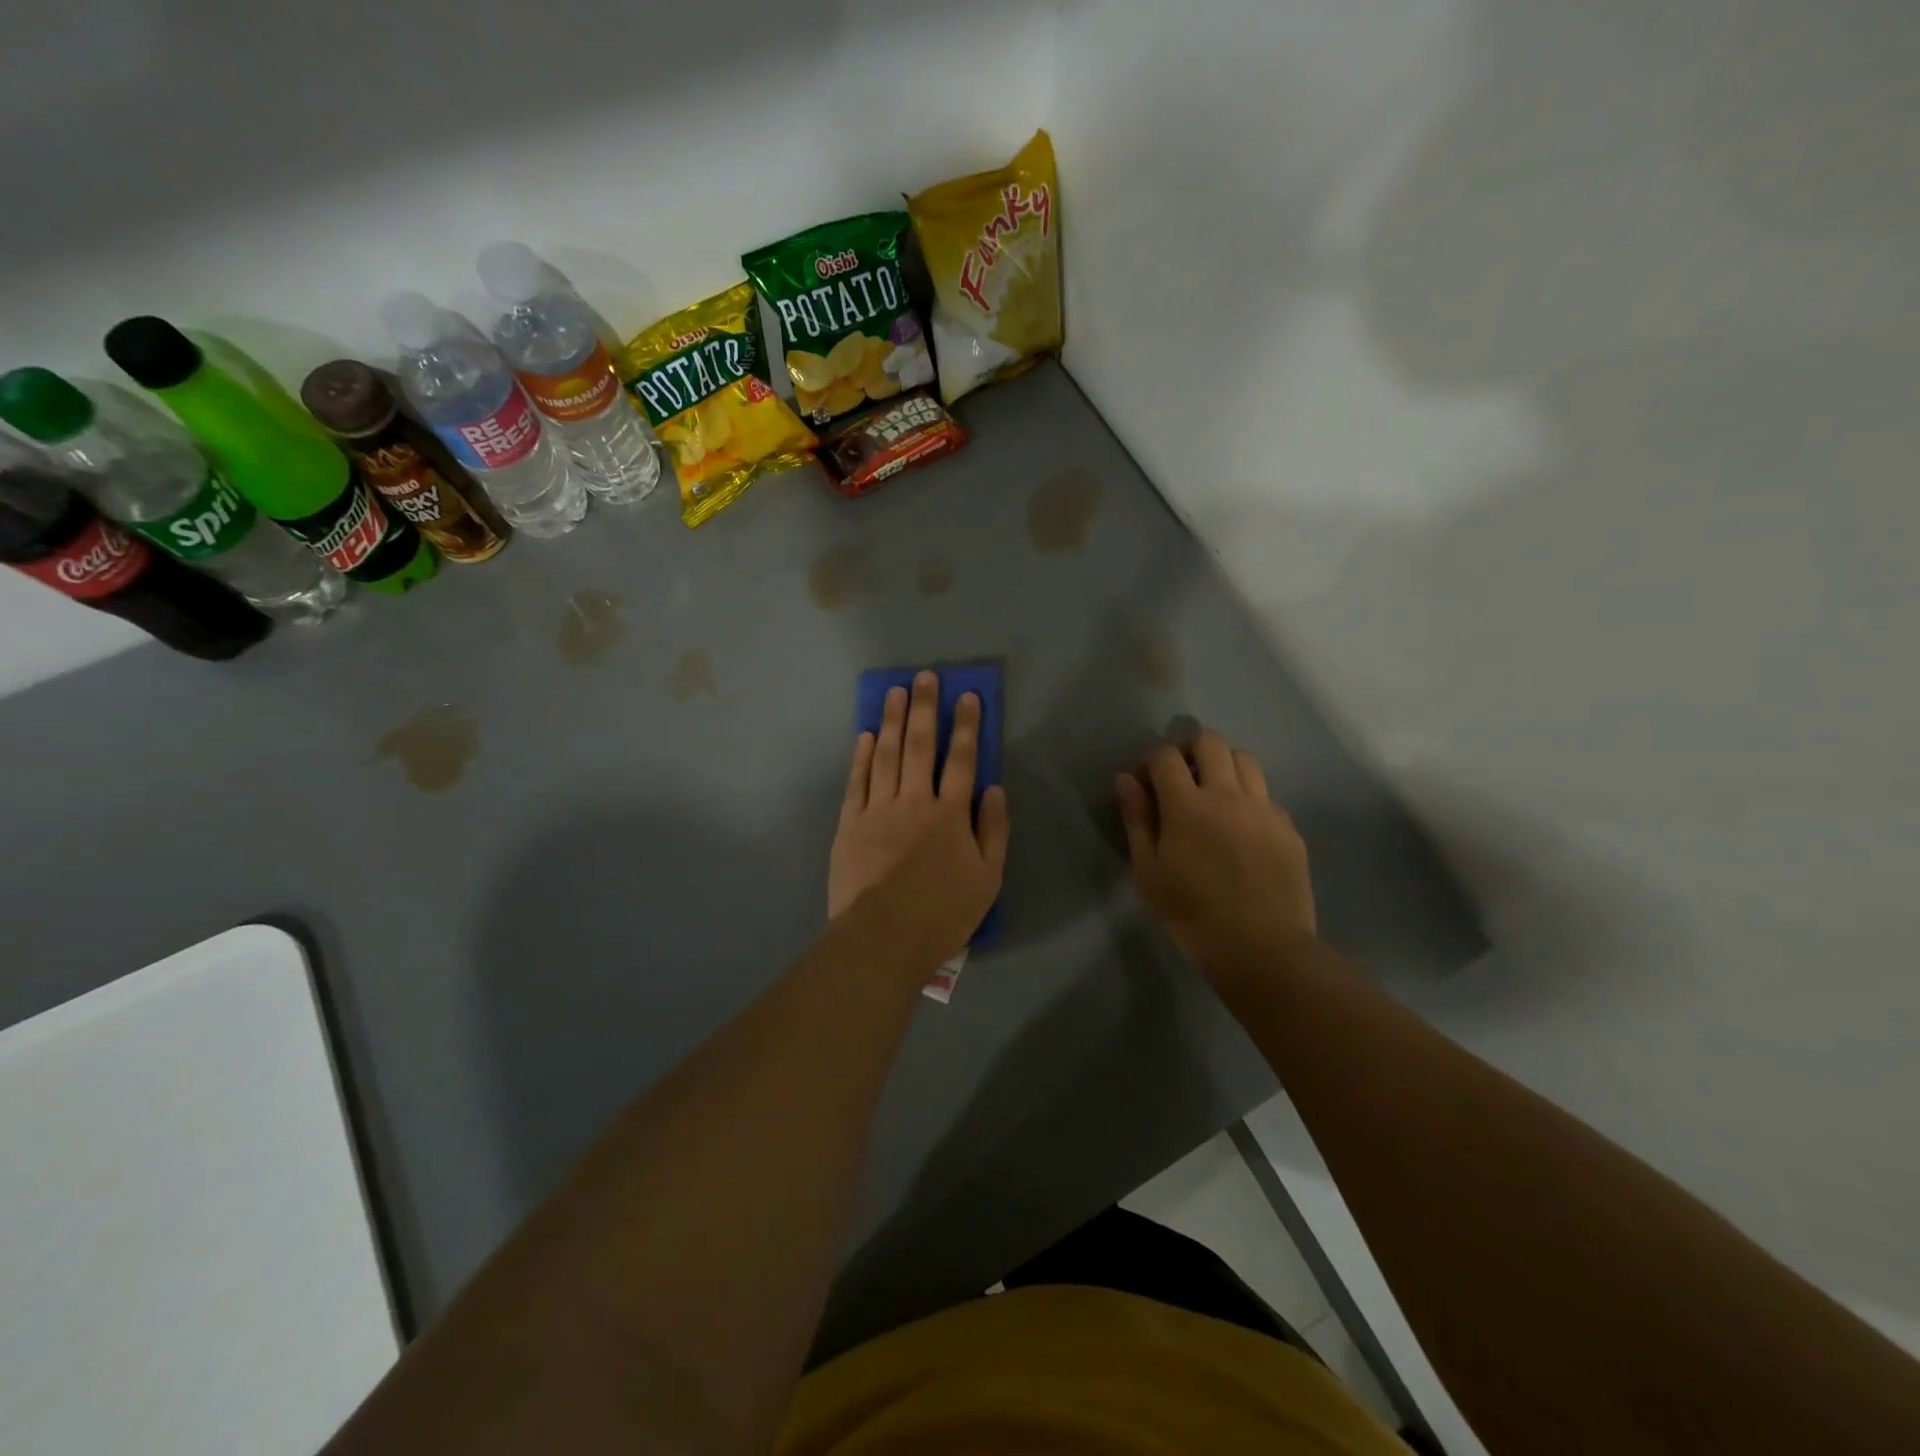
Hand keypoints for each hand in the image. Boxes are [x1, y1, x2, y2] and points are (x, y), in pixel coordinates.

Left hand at [829, 671, 1009, 967]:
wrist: (882, 940)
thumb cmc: (942, 914)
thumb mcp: (988, 879)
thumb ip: (994, 830)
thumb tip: (993, 788)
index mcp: (950, 815)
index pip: (962, 759)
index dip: (966, 726)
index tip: (967, 696)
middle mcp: (914, 802)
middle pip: (920, 746)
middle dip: (924, 708)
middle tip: (925, 677)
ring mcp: (877, 810)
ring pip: (885, 755)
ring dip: (891, 721)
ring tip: (895, 692)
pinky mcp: (849, 825)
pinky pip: (856, 782)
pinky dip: (861, 756)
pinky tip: (865, 735)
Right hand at [1116, 729, 1315, 977]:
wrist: (1262, 948)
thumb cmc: (1192, 914)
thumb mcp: (1148, 872)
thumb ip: (1137, 820)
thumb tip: (1126, 780)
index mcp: (1187, 805)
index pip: (1165, 756)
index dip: (1150, 762)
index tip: (1145, 784)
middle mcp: (1228, 794)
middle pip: (1210, 742)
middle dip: (1189, 749)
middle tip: (1180, 777)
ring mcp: (1264, 809)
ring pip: (1245, 759)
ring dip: (1223, 765)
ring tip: (1214, 794)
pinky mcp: (1288, 828)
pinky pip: (1267, 795)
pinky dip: (1249, 798)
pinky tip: (1242, 828)